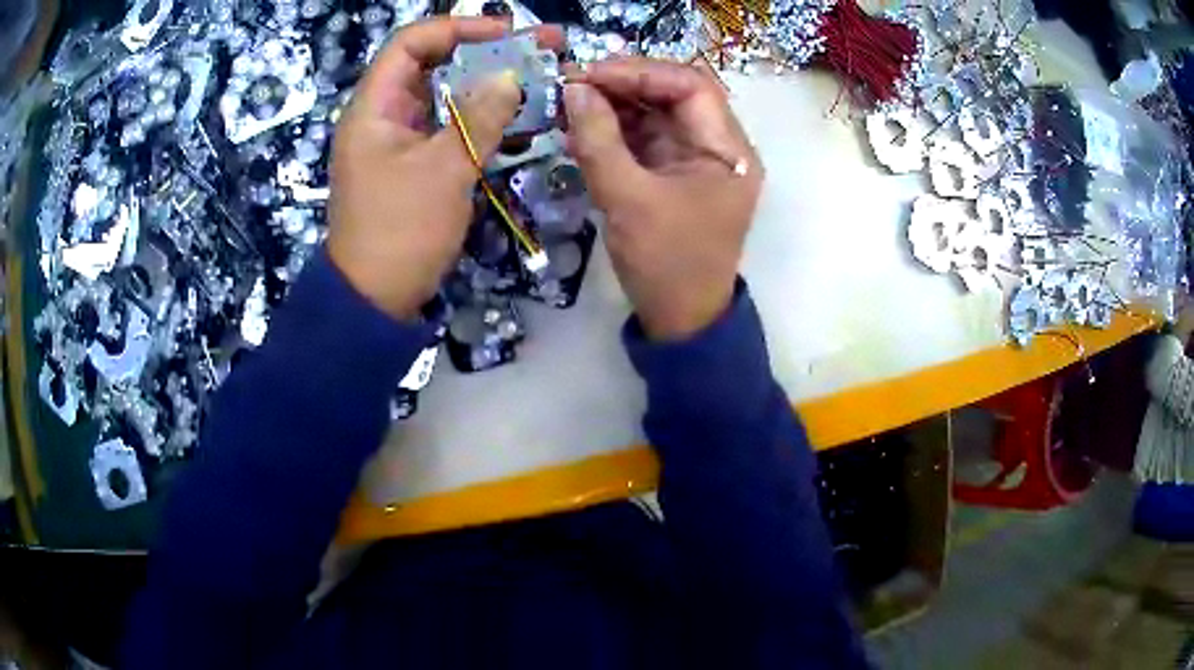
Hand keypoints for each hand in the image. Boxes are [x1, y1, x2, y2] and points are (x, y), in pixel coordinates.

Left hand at [327, 18, 558, 318]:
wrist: (375, 301)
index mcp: (375, 108)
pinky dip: (482, 121)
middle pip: (434, 66)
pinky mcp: (415, 166)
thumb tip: (511, 77)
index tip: (508, 33)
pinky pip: (450, 130)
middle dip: (486, 53)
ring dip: (490, 87)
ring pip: (446, 98)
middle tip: (540, 49)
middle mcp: (384, 116)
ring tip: (539, 79)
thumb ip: (479, 117)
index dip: (459, 28)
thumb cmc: (401, 231)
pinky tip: (519, 120)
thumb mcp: (444, 170)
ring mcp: (400, 142)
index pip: (412, 43)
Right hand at [564, 58, 762, 340]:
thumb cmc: (665, 264)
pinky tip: (582, 128)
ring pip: (657, 112)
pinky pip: (645, 137)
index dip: (640, 72)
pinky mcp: (674, 173)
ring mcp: (696, 159)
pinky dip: (614, 130)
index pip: (692, 85)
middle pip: (674, 93)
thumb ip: (598, 140)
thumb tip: (573, 89)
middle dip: (624, 85)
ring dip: (614, 105)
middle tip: (573, 86)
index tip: (589, 75)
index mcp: (728, 150)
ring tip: (570, 105)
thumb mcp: (627, 200)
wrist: (680, 320)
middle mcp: (718, 146)